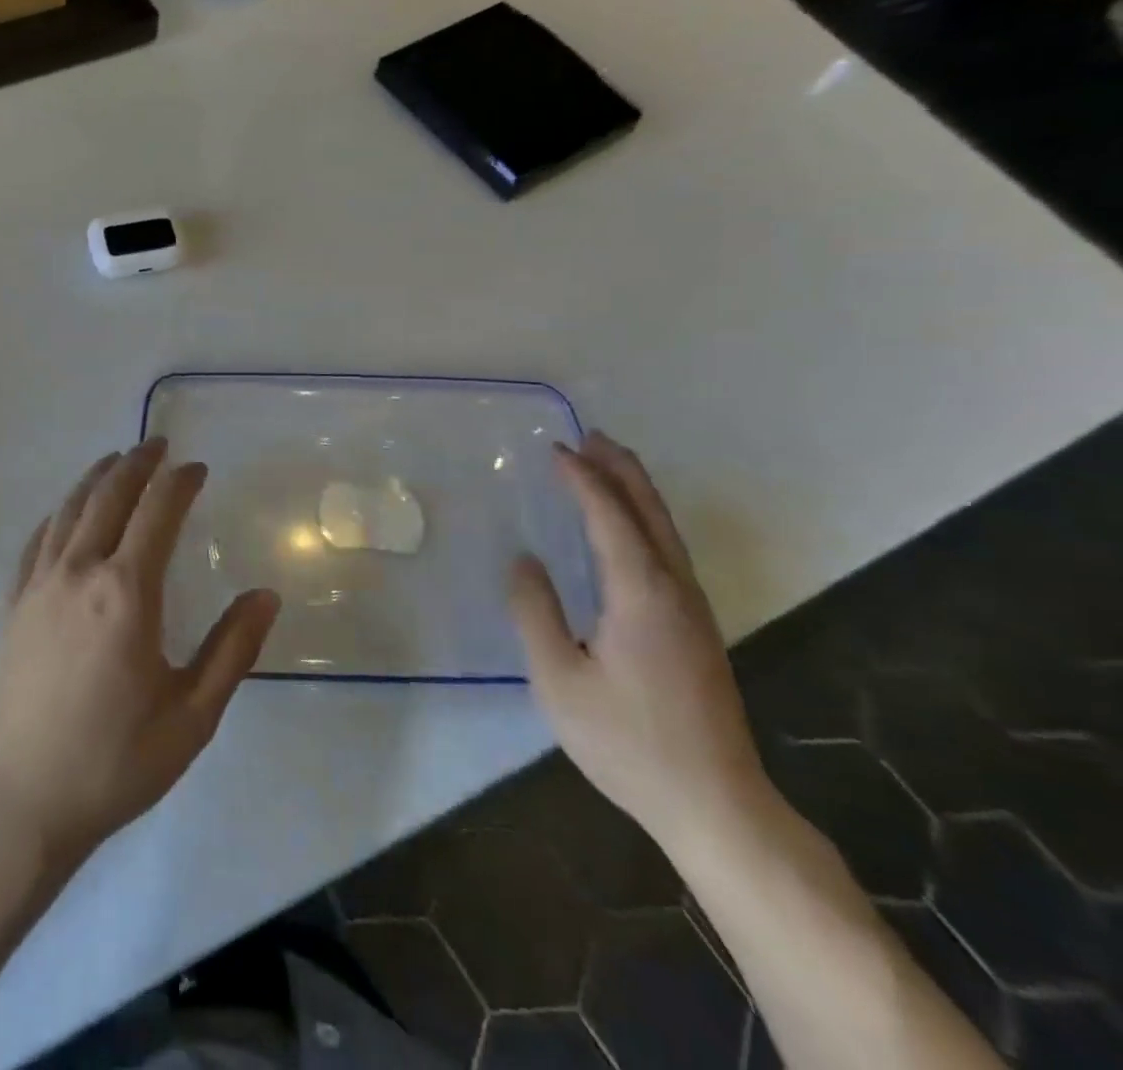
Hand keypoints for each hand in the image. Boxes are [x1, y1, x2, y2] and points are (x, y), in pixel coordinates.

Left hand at [0, 439, 281, 868]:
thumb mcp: (192, 716)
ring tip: (115, 460)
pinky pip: (36, 541)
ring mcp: (38, 585)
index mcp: (127, 592)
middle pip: (108, 496)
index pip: (158, 512)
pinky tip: (65, 513)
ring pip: (68, 510)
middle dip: (136, 463)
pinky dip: (57, 514)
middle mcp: (79, 572)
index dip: (179, 482)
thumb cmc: (114, 762)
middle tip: (157, 445)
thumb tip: (265, 596)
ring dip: (95, 478)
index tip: (196, 468)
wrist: (18, 802)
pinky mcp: (12, 605)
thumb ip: (232, 650)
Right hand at [507, 432, 770, 854]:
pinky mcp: (698, 629)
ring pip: (666, 531)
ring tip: (609, 465)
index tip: (555, 450)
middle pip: (650, 512)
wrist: (716, 805)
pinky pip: (669, 552)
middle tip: (592, 436)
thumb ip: (536, 612)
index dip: (583, 479)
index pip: (610, 517)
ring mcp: (694, 610)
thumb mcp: (559, 679)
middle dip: (621, 470)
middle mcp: (675, 590)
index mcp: (641, 594)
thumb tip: (524, 560)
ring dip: (636, 491)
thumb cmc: (628, 741)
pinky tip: (628, 530)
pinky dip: (644, 521)